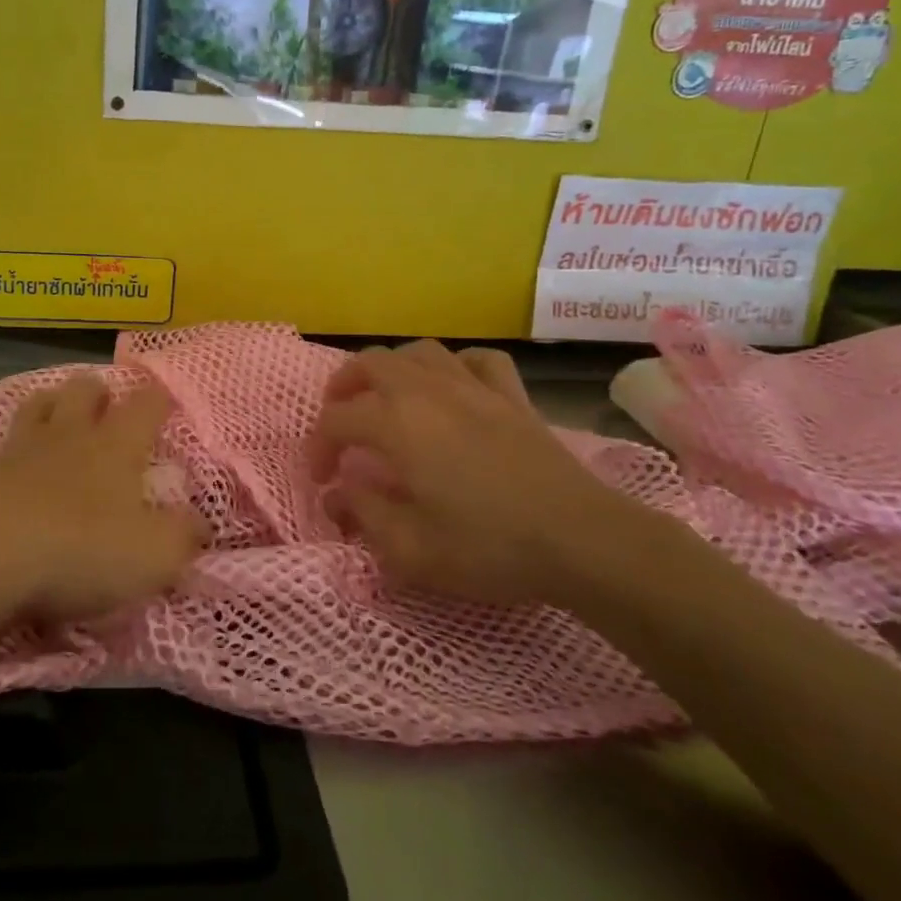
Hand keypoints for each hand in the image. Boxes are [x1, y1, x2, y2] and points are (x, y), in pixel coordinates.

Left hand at [0, 374, 203, 628]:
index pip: (145, 408)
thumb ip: (183, 538)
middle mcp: (66, 438)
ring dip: (43, 403)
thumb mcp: (153, 557)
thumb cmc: (80, 553)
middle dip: (95, 390)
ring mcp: (15, 450)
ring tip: (49, 404)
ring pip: (31, 409)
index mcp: (114, 449)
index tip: (164, 398)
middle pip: (82, 392)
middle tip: (101, 398)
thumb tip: (200, 525)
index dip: (157, 399)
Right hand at [308, 341, 635, 605]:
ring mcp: (473, 387)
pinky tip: (453, 387)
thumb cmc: (488, 547)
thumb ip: (363, 514)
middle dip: (343, 388)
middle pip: (370, 363)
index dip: (318, 447)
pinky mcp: (512, 396)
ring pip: (419, 352)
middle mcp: (427, 391)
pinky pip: (476, 360)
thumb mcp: (409, 549)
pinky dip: (455, 367)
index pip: (336, 420)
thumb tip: (339, 493)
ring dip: (392, 369)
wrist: (581, 541)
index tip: (322, 480)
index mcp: (396, 423)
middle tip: (340, 422)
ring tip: (386, 397)